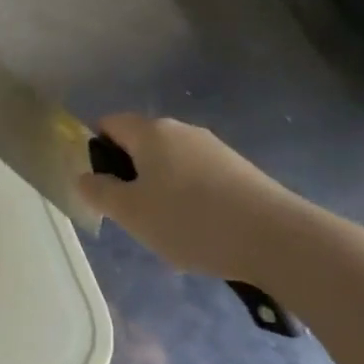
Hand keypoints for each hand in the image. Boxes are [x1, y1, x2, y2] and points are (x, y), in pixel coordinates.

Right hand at [77, 113, 311, 283]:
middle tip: (135, 215)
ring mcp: (215, 148)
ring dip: (163, 190)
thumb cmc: (191, 221)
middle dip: (132, 176)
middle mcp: (181, 130)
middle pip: (142, 144)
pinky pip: (201, 178)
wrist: (278, 239)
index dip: (96, 151)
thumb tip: (84, 177)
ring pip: (172, 163)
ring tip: (172, 230)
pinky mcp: (241, 170)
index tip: (103, 188)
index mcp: (150, 131)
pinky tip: (204, 232)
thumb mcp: (131, 213)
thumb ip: (100, 192)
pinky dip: (193, 200)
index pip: (108, 124)